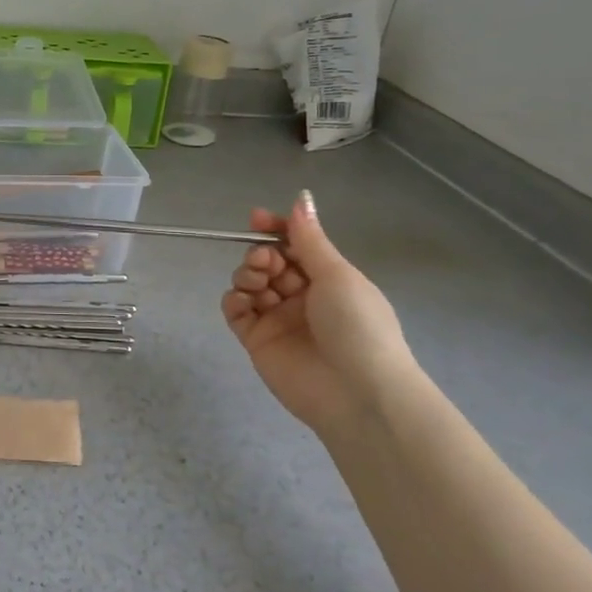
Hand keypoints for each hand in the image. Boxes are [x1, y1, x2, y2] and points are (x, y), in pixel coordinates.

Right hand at [222, 190, 415, 434]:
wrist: (358, 393)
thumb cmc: (357, 326)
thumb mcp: (337, 275)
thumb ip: (309, 239)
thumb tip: (301, 198)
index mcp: (328, 279)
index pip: (295, 246)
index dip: (276, 229)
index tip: (256, 219)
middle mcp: (302, 297)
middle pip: (269, 262)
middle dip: (262, 254)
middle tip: (267, 261)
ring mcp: (279, 319)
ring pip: (250, 284)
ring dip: (248, 273)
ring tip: (258, 281)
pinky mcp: (258, 342)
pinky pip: (236, 313)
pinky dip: (234, 300)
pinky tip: (241, 299)